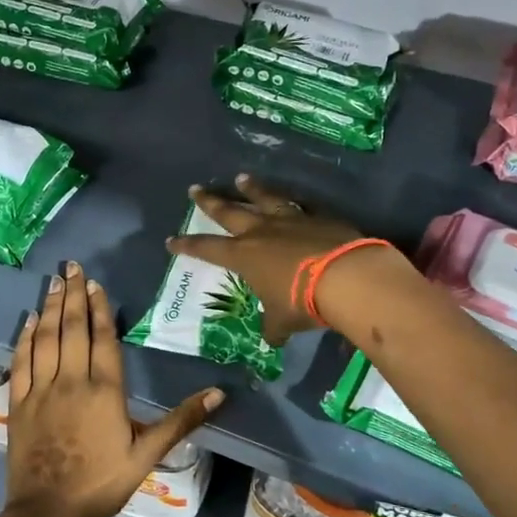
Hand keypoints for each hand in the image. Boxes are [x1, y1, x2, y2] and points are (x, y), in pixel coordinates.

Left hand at [4, 262, 223, 516]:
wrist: (50, 511)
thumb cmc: (103, 482)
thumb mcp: (148, 454)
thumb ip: (181, 420)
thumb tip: (219, 393)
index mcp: (104, 389)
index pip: (103, 337)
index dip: (100, 308)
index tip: (95, 283)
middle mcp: (71, 380)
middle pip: (73, 329)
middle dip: (74, 296)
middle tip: (71, 266)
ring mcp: (41, 389)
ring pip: (46, 338)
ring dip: (50, 308)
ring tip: (54, 282)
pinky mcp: (19, 402)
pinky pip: (21, 361)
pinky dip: (24, 338)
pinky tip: (28, 320)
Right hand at [166, 175, 416, 343]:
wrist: (345, 276)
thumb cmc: (302, 301)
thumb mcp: (282, 321)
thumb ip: (273, 326)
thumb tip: (272, 339)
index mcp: (244, 256)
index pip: (207, 249)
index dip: (188, 245)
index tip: (171, 240)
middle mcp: (261, 232)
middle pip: (229, 212)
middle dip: (210, 202)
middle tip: (195, 189)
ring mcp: (290, 220)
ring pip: (264, 199)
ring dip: (251, 189)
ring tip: (241, 178)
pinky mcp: (318, 217)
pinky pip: (300, 206)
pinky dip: (293, 202)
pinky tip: (294, 198)